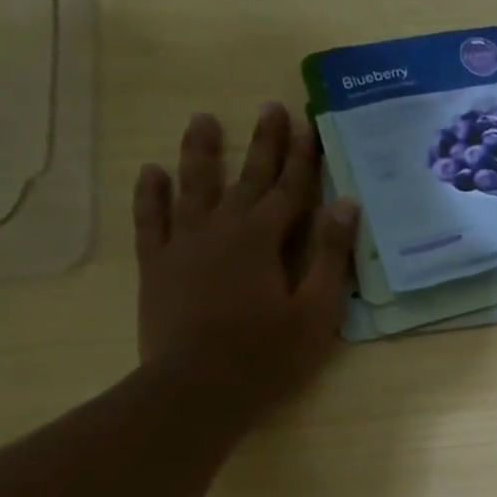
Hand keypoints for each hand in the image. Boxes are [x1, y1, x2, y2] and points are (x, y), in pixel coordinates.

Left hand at [133, 103, 358, 420]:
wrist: (197, 389)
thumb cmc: (267, 355)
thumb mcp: (316, 311)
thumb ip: (329, 256)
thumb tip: (346, 204)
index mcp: (263, 240)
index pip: (290, 190)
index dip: (303, 158)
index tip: (309, 124)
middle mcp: (221, 230)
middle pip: (247, 179)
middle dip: (263, 144)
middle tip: (270, 107)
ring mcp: (183, 245)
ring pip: (193, 187)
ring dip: (201, 152)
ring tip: (204, 119)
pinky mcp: (157, 266)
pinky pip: (151, 220)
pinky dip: (151, 195)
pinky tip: (152, 172)